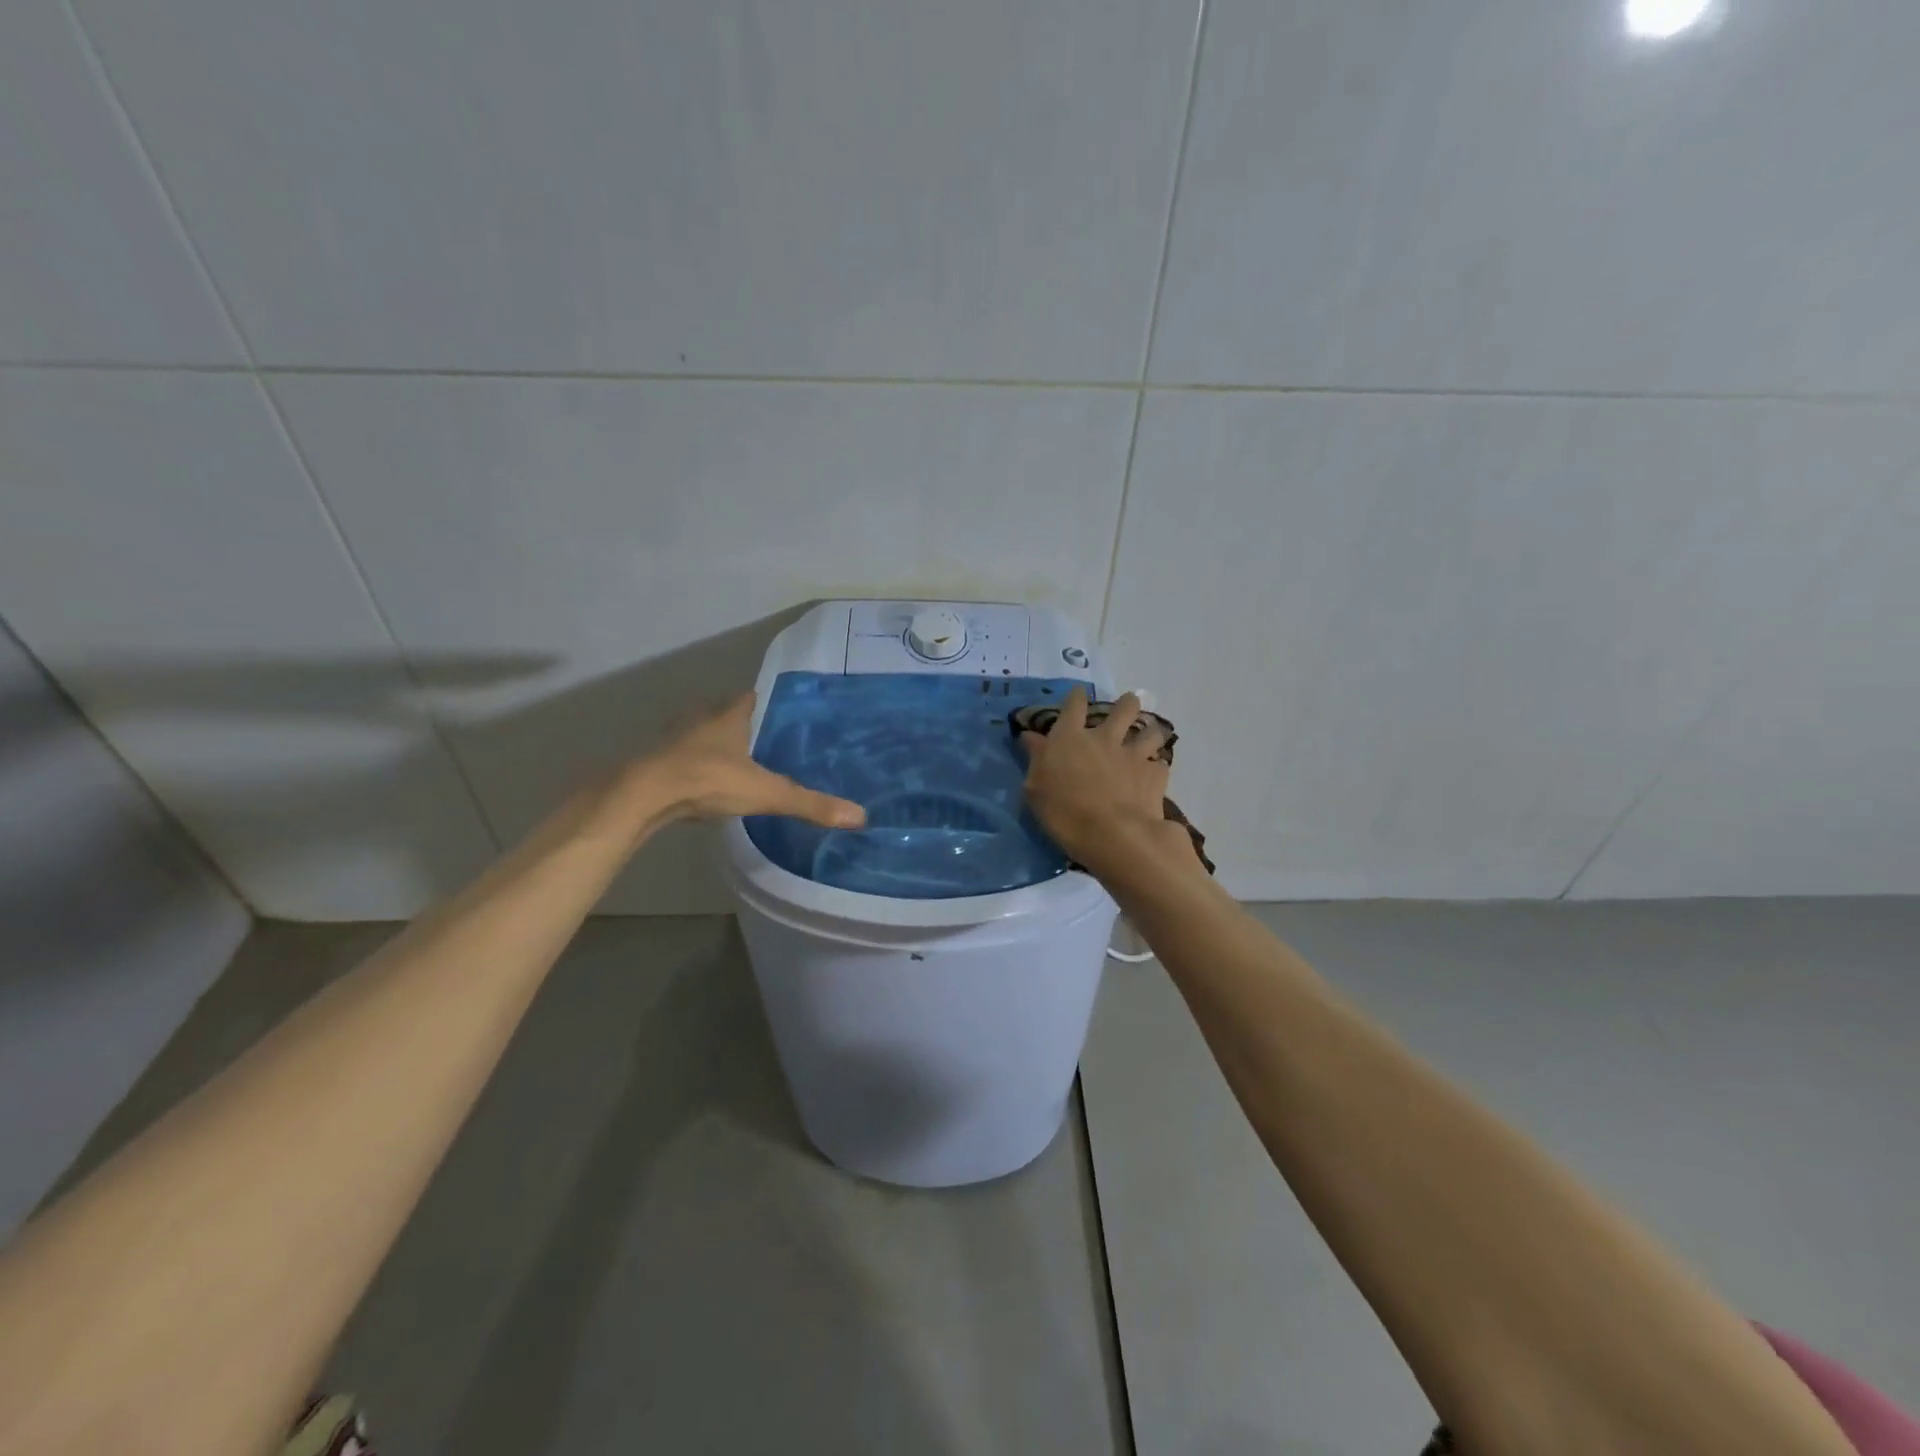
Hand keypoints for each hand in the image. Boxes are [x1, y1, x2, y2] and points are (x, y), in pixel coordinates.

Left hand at [623, 694, 865, 829]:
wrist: (643, 795)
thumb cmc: (708, 780)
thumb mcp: (766, 793)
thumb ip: (810, 804)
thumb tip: (859, 816)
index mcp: (728, 716)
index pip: (749, 697)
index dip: (764, 703)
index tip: (780, 713)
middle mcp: (700, 718)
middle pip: (723, 713)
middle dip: (740, 724)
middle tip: (763, 740)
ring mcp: (673, 739)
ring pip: (699, 734)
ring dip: (714, 744)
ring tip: (736, 762)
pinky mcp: (655, 761)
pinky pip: (680, 757)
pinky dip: (692, 765)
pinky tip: (703, 783)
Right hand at [1020, 688, 1187, 876]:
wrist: (1113, 835)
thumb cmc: (1064, 813)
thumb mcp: (1035, 788)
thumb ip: (1036, 759)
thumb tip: (1031, 736)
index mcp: (1070, 738)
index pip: (1073, 705)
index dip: (1076, 697)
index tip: (1078, 694)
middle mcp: (1104, 738)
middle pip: (1123, 708)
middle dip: (1127, 703)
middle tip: (1128, 705)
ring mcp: (1133, 755)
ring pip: (1150, 731)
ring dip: (1150, 732)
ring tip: (1149, 737)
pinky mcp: (1155, 776)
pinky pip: (1160, 764)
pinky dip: (1157, 768)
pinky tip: (1154, 775)